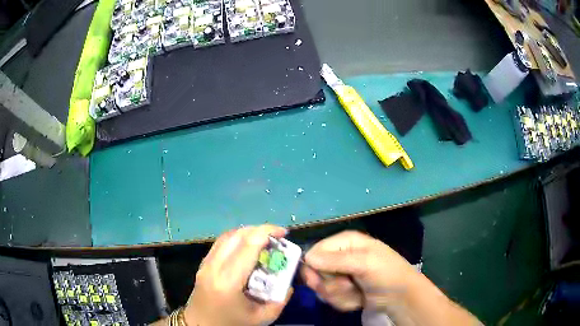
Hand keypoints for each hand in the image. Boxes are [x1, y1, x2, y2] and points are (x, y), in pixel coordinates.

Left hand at [184, 225, 291, 325]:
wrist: (200, 325)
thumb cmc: (232, 324)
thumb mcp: (262, 318)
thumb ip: (280, 299)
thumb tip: (289, 281)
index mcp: (229, 281)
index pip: (248, 246)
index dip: (267, 232)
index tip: (284, 233)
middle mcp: (214, 266)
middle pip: (237, 235)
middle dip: (260, 229)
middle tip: (277, 236)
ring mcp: (206, 263)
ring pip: (227, 236)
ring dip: (248, 232)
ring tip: (264, 239)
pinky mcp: (203, 264)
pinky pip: (221, 243)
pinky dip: (237, 238)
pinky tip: (247, 246)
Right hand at [301, 231, 418, 312]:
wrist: (400, 296)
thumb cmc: (386, 273)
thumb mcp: (364, 263)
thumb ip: (335, 261)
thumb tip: (308, 258)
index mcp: (345, 242)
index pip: (314, 252)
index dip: (314, 267)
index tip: (319, 280)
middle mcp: (340, 256)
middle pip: (315, 272)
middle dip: (330, 285)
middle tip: (347, 286)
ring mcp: (341, 275)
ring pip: (322, 288)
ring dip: (339, 295)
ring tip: (356, 293)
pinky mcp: (343, 290)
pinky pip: (331, 298)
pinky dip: (344, 301)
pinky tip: (358, 299)